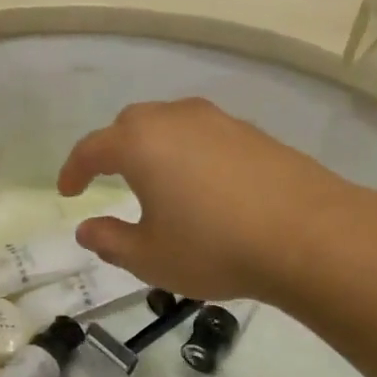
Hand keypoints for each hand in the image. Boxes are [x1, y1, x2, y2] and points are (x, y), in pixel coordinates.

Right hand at [56, 98, 348, 301]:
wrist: (308, 234)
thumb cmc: (214, 247)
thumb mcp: (151, 257)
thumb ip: (110, 241)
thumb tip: (87, 229)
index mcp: (141, 143)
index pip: (92, 148)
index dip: (74, 170)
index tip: (68, 192)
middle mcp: (176, 119)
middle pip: (131, 125)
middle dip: (114, 150)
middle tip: (110, 179)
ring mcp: (218, 121)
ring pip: (171, 125)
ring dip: (155, 148)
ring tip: (158, 182)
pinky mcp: (253, 132)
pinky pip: (205, 135)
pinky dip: (191, 152)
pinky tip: (204, 184)